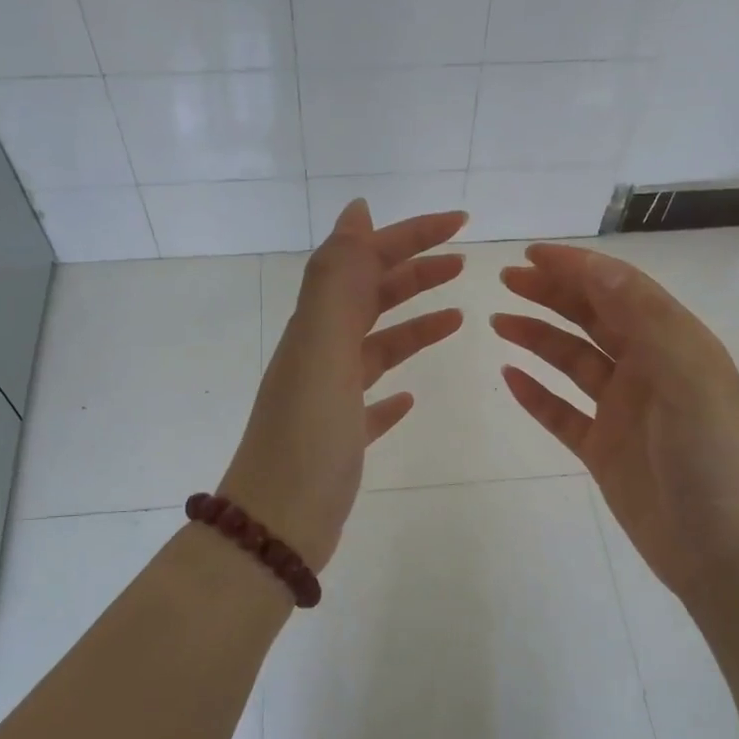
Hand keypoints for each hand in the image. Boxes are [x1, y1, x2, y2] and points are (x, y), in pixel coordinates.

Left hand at [218, 201, 467, 571]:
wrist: (276, 526)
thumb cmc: (308, 437)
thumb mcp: (323, 349)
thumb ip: (339, 281)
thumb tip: (356, 212)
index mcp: (318, 328)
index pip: (367, 262)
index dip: (411, 236)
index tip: (460, 223)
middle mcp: (320, 354)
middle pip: (372, 298)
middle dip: (415, 273)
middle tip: (462, 263)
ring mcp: (329, 398)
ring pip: (376, 346)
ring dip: (413, 325)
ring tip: (456, 317)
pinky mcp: (340, 438)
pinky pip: (371, 402)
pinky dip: (393, 389)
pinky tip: (411, 396)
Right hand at [492, 244, 738, 609]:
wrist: (729, 553)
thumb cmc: (715, 458)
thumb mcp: (688, 378)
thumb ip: (644, 320)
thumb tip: (597, 267)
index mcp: (674, 344)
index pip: (620, 290)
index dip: (577, 268)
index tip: (531, 255)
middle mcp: (649, 370)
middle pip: (593, 319)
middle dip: (552, 294)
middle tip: (505, 281)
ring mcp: (625, 411)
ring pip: (573, 362)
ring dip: (538, 338)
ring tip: (498, 322)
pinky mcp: (605, 450)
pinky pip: (562, 413)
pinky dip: (536, 394)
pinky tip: (509, 378)